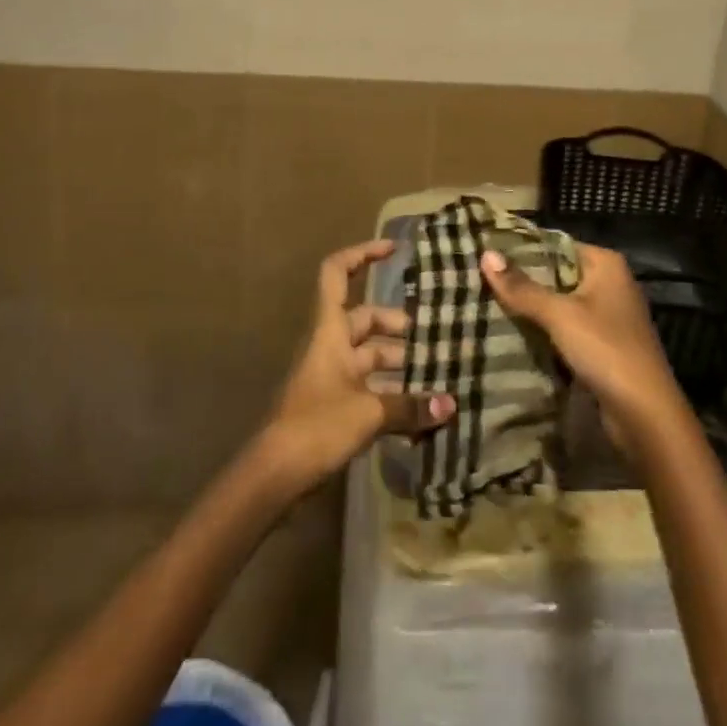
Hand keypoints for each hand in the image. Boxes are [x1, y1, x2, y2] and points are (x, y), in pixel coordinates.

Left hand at [258, 239, 455, 497]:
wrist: (275, 474)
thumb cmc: (317, 425)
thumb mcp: (369, 413)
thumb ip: (411, 407)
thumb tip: (451, 405)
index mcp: (330, 330)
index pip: (337, 273)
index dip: (362, 254)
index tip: (394, 251)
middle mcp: (330, 345)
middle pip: (366, 319)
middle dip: (400, 326)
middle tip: (436, 337)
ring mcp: (331, 375)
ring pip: (370, 355)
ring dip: (400, 363)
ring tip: (438, 374)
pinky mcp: (334, 404)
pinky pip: (369, 386)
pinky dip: (392, 392)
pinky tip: (421, 409)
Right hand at [480, 243, 691, 457]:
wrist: (645, 415)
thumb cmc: (606, 350)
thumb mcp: (560, 315)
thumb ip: (522, 287)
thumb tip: (486, 254)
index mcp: (606, 264)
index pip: (556, 244)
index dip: (523, 249)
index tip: (488, 252)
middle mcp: (610, 283)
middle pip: (557, 273)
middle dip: (523, 280)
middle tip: (480, 279)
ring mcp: (608, 315)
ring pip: (560, 302)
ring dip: (531, 307)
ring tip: (488, 303)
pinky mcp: (603, 344)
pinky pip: (566, 327)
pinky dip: (544, 330)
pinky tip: (513, 332)